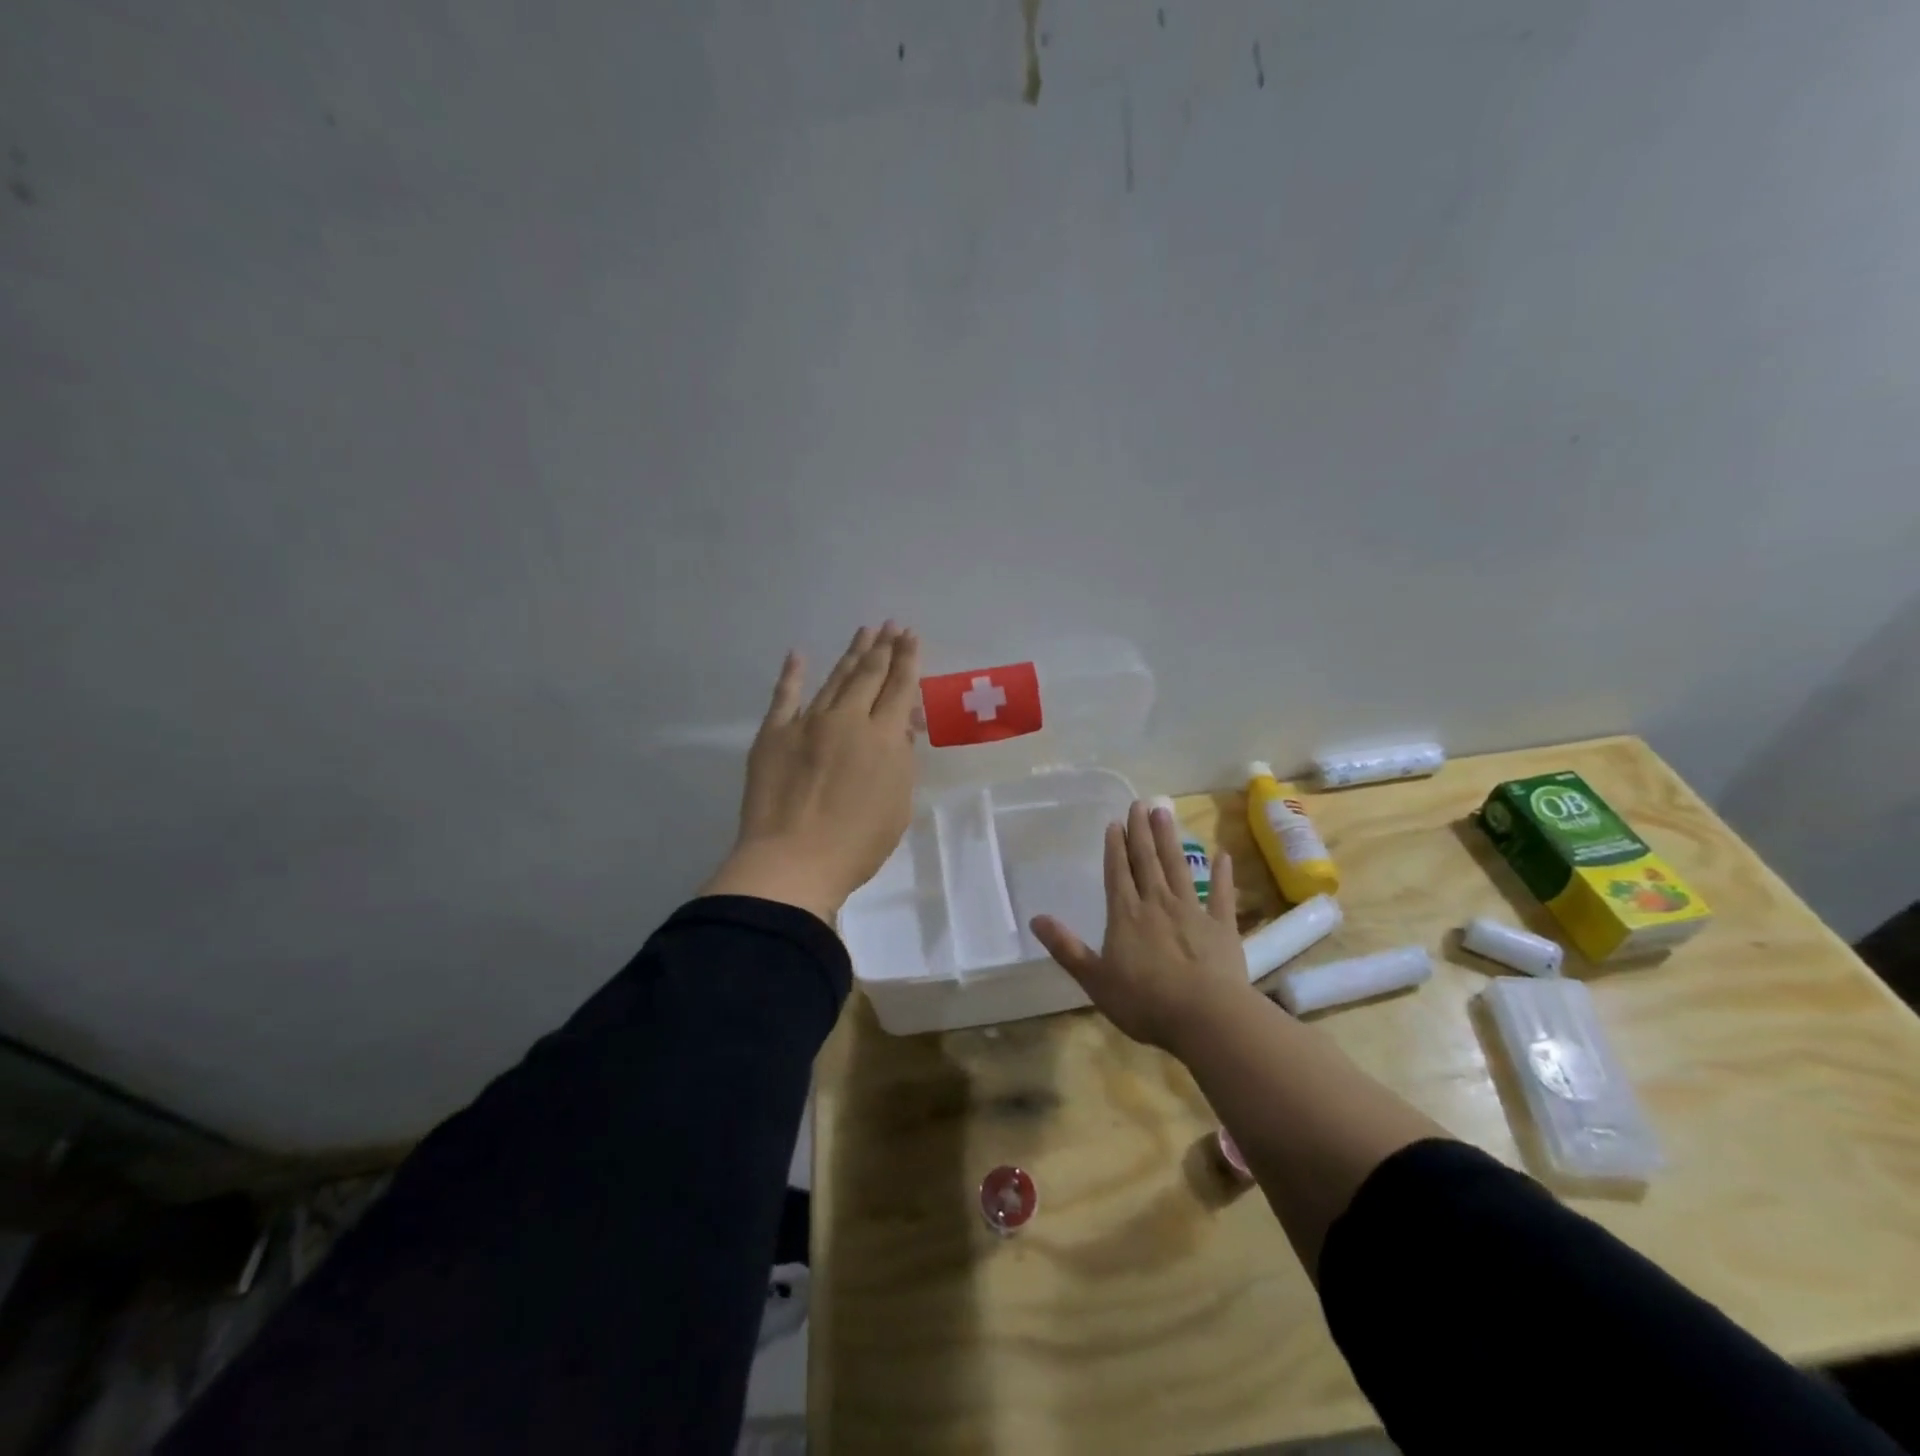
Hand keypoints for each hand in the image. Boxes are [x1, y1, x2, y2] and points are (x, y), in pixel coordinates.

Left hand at [701, 623, 921, 925]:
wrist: (792, 862)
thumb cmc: (856, 844)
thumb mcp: (897, 804)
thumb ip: (899, 760)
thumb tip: (897, 727)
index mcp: (883, 738)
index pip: (899, 687)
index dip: (907, 660)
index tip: (911, 636)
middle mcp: (847, 720)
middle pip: (868, 674)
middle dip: (883, 647)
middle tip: (891, 625)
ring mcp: (806, 723)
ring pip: (833, 679)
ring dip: (850, 654)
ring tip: (863, 633)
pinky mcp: (773, 734)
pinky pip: (784, 696)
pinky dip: (792, 674)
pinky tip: (798, 655)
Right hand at [1031, 801, 1251, 1052]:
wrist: (1205, 1017)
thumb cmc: (1144, 1002)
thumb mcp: (1095, 979)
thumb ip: (1066, 948)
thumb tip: (1035, 919)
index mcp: (1126, 915)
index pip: (1117, 873)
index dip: (1114, 847)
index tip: (1115, 822)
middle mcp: (1157, 903)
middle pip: (1147, 861)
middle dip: (1141, 832)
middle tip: (1140, 803)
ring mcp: (1192, 912)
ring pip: (1178, 868)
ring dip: (1170, 840)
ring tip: (1165, 813)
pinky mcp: (1222, 927)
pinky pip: (1221, 895)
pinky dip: (1222, 875)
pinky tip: (1223, 855)